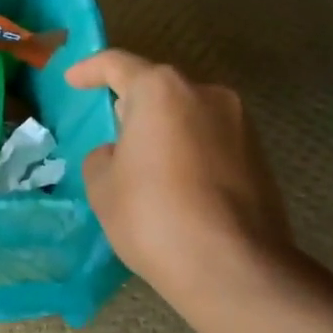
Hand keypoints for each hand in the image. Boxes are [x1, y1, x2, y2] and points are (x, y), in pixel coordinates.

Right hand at [66, 50, 293, 311]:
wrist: (232, 268)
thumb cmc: (152, 216)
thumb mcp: (102, 185)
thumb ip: (103, 156)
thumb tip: (122, 153)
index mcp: (160, 91)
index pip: (117, 64)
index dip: (90, 70)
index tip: (73, 80)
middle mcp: (205, 94)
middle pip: (158, 88)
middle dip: (132, 105)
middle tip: (111, 132)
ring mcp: (240, 124)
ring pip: (187, 115)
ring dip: (164, 130)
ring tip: (144, 166)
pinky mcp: (260, 156)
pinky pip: (210, 140)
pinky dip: (189, 151)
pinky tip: (175, 185)